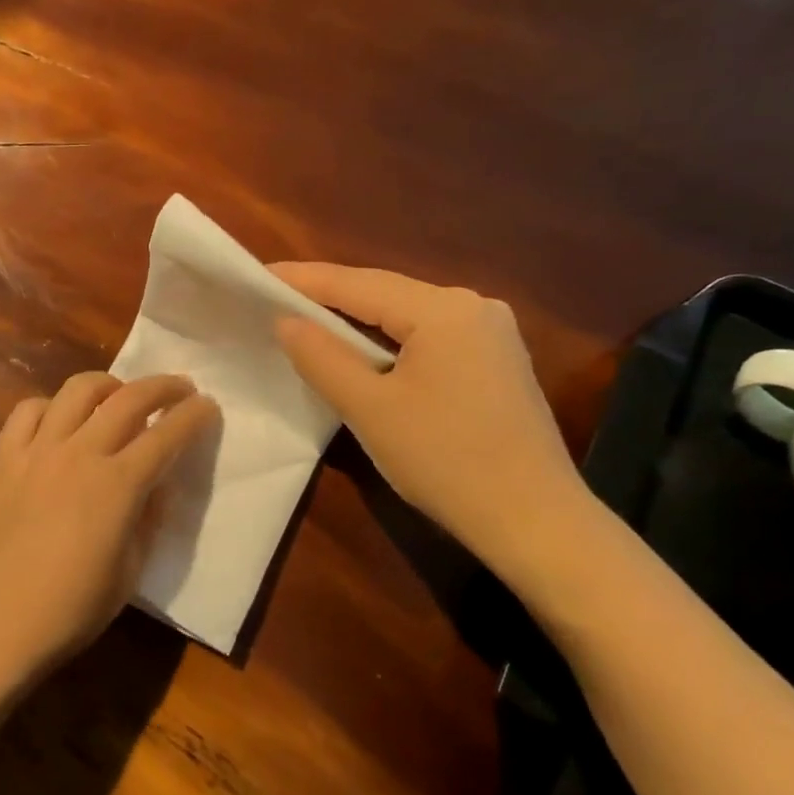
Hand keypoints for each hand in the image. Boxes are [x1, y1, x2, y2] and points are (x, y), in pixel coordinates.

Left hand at [0, 372, 216, 689]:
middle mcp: (80, 454)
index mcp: (118, 485)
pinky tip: (60, 421)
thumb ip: (149, 518)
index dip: (194, 416)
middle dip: (162, 386)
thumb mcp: (131, 570)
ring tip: (120, 395)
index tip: (208, 406)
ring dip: (109, 384)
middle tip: (180, 388)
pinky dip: (51, 406)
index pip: (167, 435)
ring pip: (77, 391)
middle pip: (128, 398)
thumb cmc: (71, 609)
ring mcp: (37, 451)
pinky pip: (28, 412)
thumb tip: (157, 484)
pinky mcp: (5, 459)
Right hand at [271, 263, 586, 575]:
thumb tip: (286, 320)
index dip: (303, 279)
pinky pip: (430, 336)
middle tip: (276, 299)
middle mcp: (473, 307)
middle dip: (330, 297)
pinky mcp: (497, 361)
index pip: (357, 283)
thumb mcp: (369, 409)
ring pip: (408, 315)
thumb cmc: (444, 461)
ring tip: (310, 323)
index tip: (258, 274)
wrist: (534, 520)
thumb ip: (322, 357)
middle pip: (385, 293)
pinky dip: (390, 341)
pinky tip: (366, 354)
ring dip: (359, 320)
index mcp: (443, 310)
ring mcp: (492, 333)